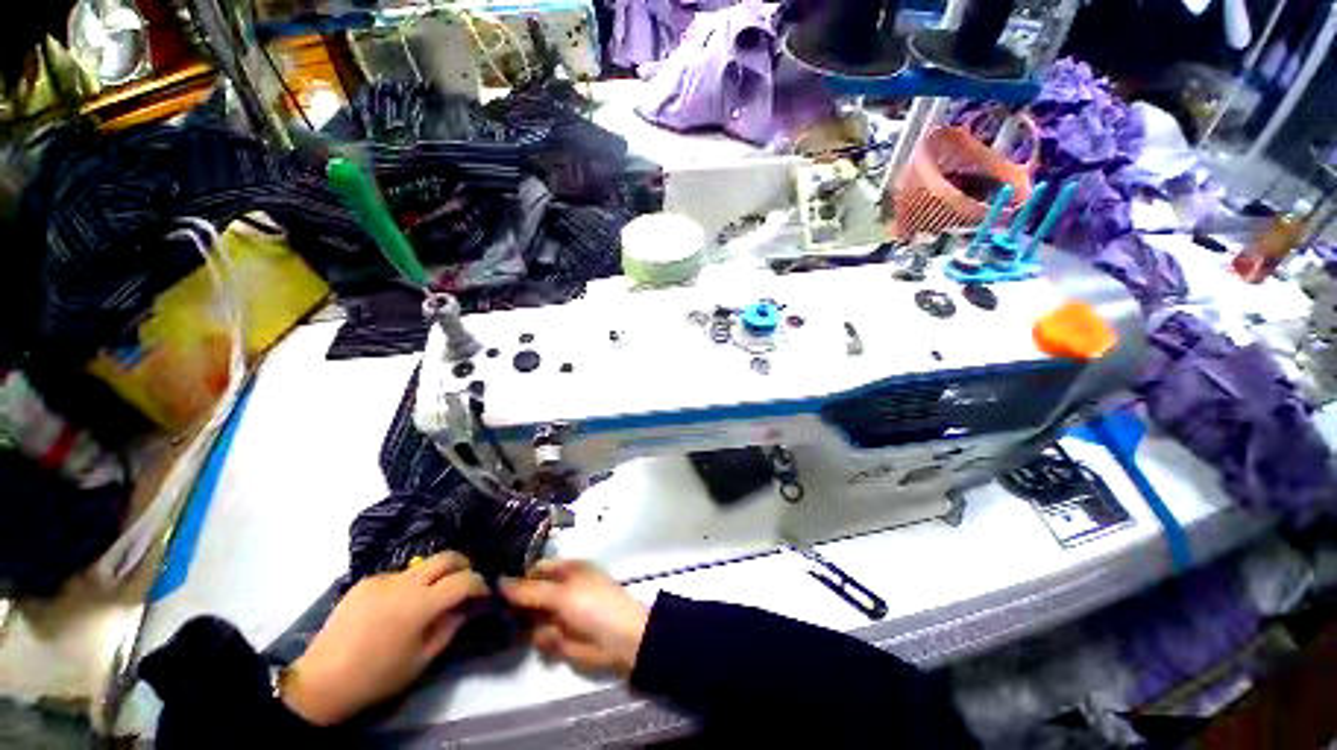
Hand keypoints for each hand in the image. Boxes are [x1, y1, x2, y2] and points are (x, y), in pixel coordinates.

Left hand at [281, 551, 488, 725]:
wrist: (320, 682)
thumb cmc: (377, 677)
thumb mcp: (421, 660)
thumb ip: (449, 628)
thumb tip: (467, 608)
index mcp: (420, 604)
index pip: (464, 580)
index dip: (480, 584)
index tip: (484, 593)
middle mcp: (405, 582)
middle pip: (446, 556)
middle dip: (463, 565)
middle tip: (466, 581)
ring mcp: (383, 578)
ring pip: (422, 565)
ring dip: (434, 576)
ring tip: (429, 599)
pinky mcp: (365, 581)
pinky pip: (398, 576)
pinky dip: (408, 585)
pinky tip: (397, 607)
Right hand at [500, 559, 648, 675]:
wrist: (619, 641)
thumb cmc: (594, 605)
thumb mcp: (561, 593)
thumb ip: (530, 590)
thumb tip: (499, 581)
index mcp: (566, 570)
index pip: (535, 568)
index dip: (516, 576)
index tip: (490, 586)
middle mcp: (560, 590)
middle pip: (529, 594)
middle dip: (516, 604)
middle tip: (495, 611)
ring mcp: (559, 614)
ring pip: (530, 618)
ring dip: (530, 625)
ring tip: (533, 625)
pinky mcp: (559, 638)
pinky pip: (540, 638)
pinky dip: (544, 640)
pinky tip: (554, 641)